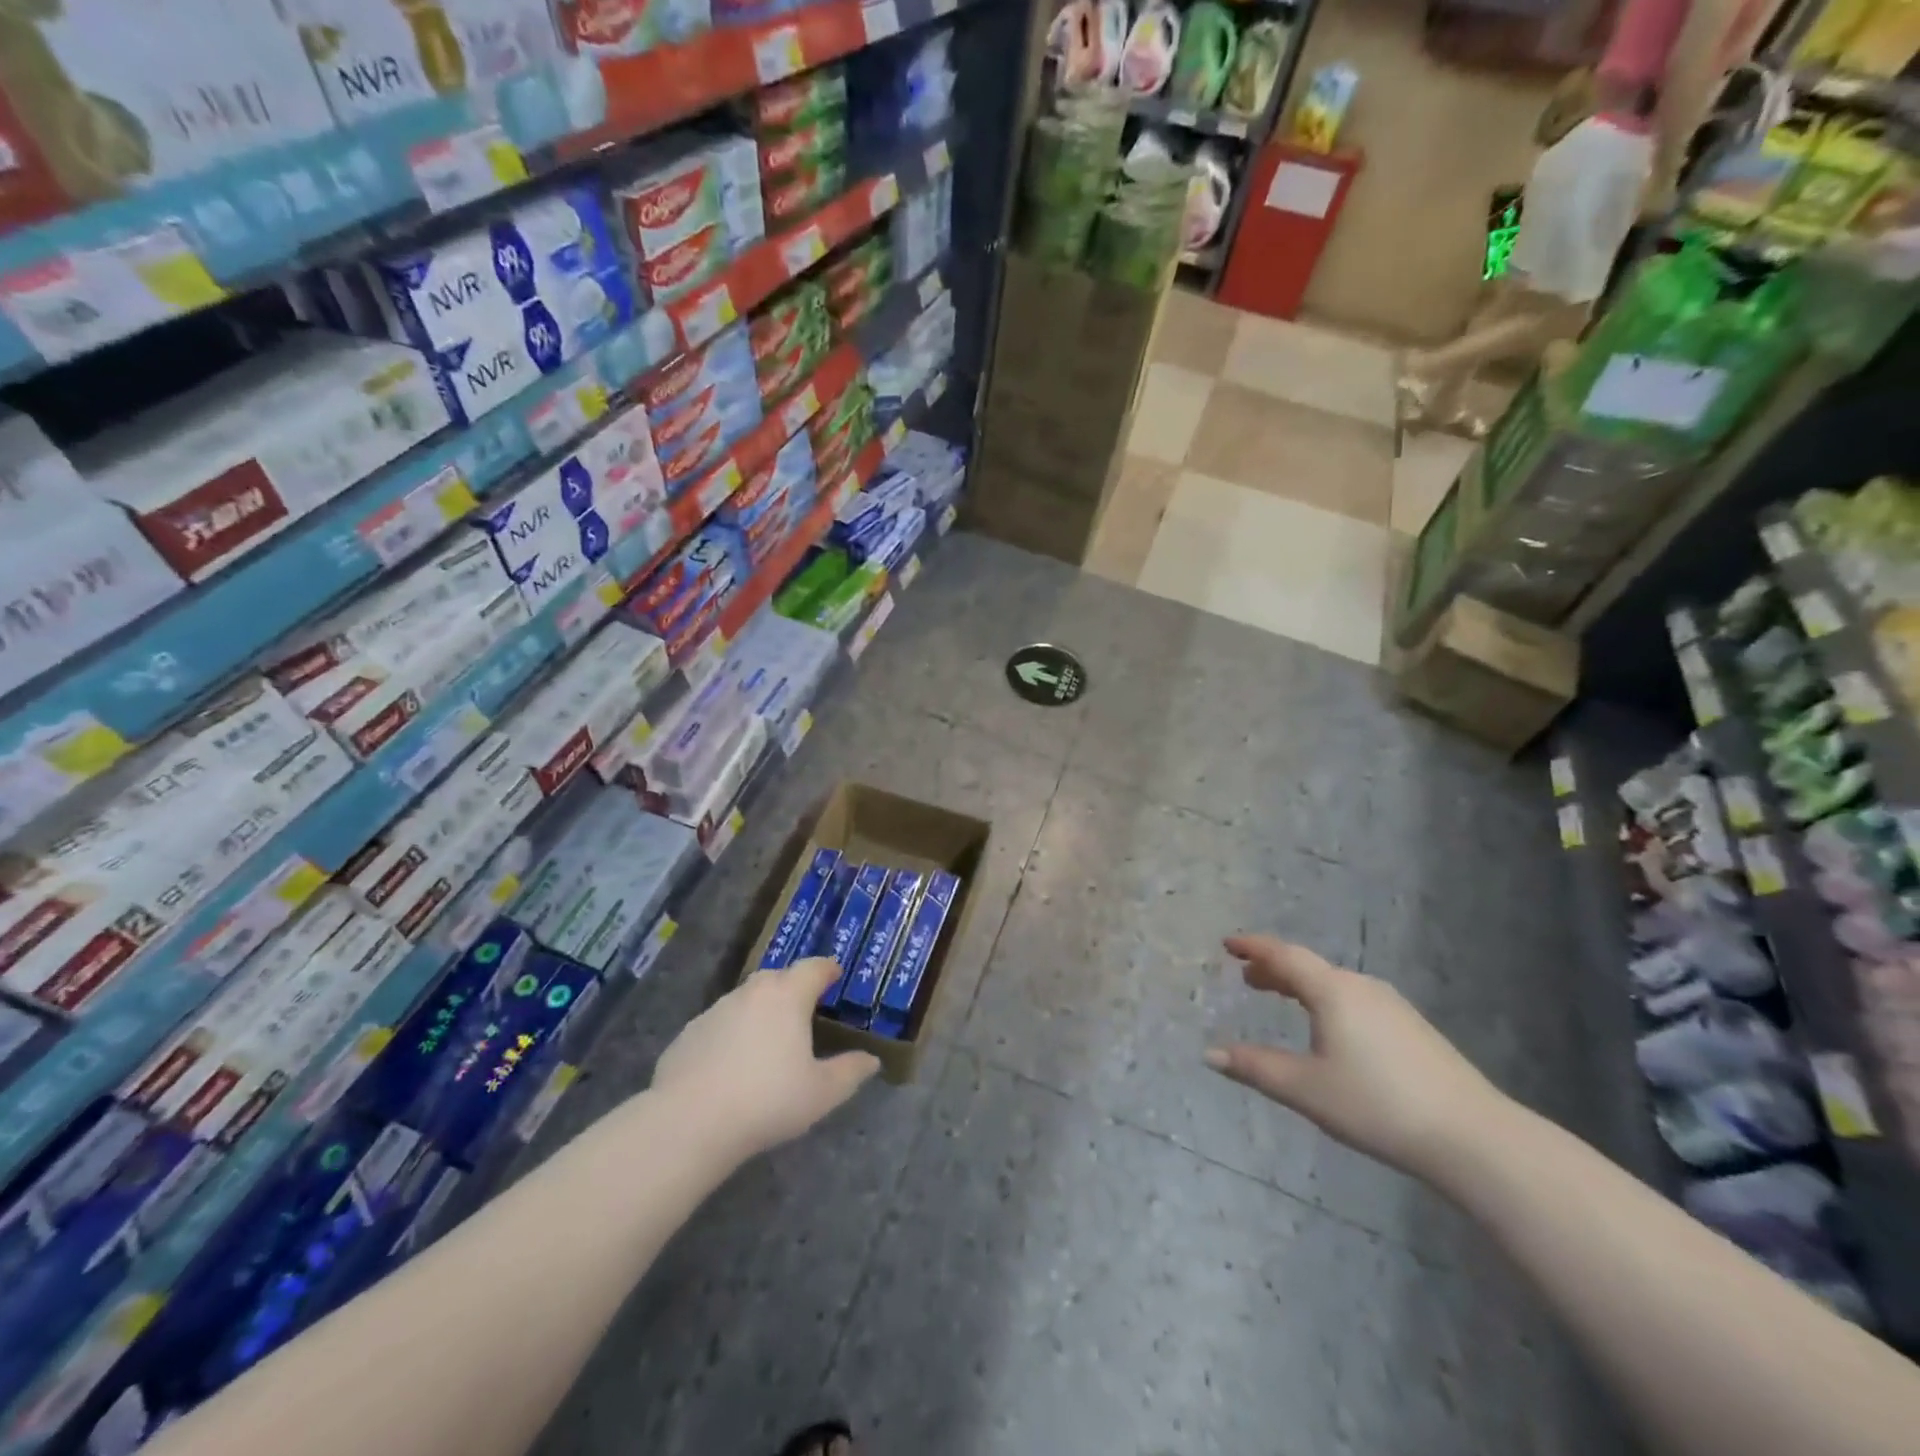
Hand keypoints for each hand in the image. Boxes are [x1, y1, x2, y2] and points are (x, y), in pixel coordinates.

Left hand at [652, 958, 879, 1158]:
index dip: (827, 969)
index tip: (835, 975)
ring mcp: (715, 1011)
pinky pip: (720, 1024)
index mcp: (788, 996)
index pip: (813, 968)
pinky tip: (732, 1065)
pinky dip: (732, 1034)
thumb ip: (850, 1072)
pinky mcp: (688, 1034)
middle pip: (778, 978)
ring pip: (746, 1000)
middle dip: (794, 987)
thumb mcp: (822, 1093)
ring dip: (761, 1011)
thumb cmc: (767, 1100)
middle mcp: (752, 992)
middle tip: (805, 1010)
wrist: (689, 1123)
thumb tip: (870, 1060)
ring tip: (769, 1040)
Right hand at [1204, 935, 1505, 1180]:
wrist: (1473, 1136)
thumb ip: (1256, 1067)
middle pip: (1309, 967)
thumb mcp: (1306, 1088)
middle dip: (1275, 969)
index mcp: (1333, 991)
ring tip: (1282, 999)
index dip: (1253, 947)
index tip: (1228, 944)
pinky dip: (1327, 1001)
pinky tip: (1330, 1028)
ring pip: (1334, 984)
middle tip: (1247, 978)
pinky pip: (1355, 999)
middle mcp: (1362, 987)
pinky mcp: (1413, 1029)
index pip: (1284, 956)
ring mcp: (1392, 1006)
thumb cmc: (1378, 1104)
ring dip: (1302, 986)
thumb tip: (1210, 1054)